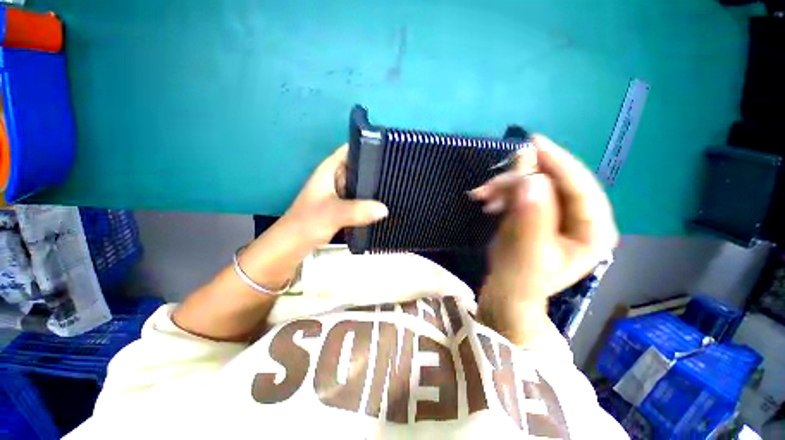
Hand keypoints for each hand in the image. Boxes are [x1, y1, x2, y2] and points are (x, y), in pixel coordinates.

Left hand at [283, 145, 388, 246]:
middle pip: (357, 167)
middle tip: (396, 171)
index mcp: (329, 171)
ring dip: (372, 186)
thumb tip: (385, 209)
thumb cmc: (307, 223)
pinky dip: (368, 201)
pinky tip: (382, 205)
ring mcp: (337, 194)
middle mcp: (334, 179)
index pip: (349, 150)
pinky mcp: (340, 208)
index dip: (368, 147)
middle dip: (375, 168)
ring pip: (359, 185)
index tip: (389, 149)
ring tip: (394, 186)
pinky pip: (358, 200)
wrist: (291, 246)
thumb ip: (358, 210)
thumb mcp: (333, 213)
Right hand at [471, 135, 617, 341]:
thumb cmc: (519, 280)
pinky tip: (487, 200)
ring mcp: (556, 214)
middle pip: (555, 182)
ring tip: (482, 195)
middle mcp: (580, 218)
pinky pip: (522, 192)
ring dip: (505, 186)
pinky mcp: (537, 213)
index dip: (558, 162)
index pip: (581, 187)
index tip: (532, 143)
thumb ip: (532, 219)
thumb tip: (531, 179)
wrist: (505, 293)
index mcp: (594, 230)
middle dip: (520, 179)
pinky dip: (502, 192)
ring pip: (535, 184)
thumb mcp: (526, 253)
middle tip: (491, 182)